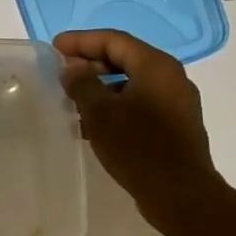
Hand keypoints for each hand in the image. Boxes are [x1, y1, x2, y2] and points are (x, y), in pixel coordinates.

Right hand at [54, 30, 223, 232]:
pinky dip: (115, 104)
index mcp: (156, 66)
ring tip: (71, 99)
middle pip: (124, 58)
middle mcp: (170, 77)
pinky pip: (139, 102)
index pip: (113, 40)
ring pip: (131, 82)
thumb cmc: (137, 147)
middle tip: (61, 73)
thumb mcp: (100, 112)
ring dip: (100, 86)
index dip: (81, 41)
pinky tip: (92, 122)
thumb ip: (82, 83)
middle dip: (90, 63)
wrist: (180, 195)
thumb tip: (72, 67)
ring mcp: (176, 102)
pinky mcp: (175, 125)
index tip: (54, 48)